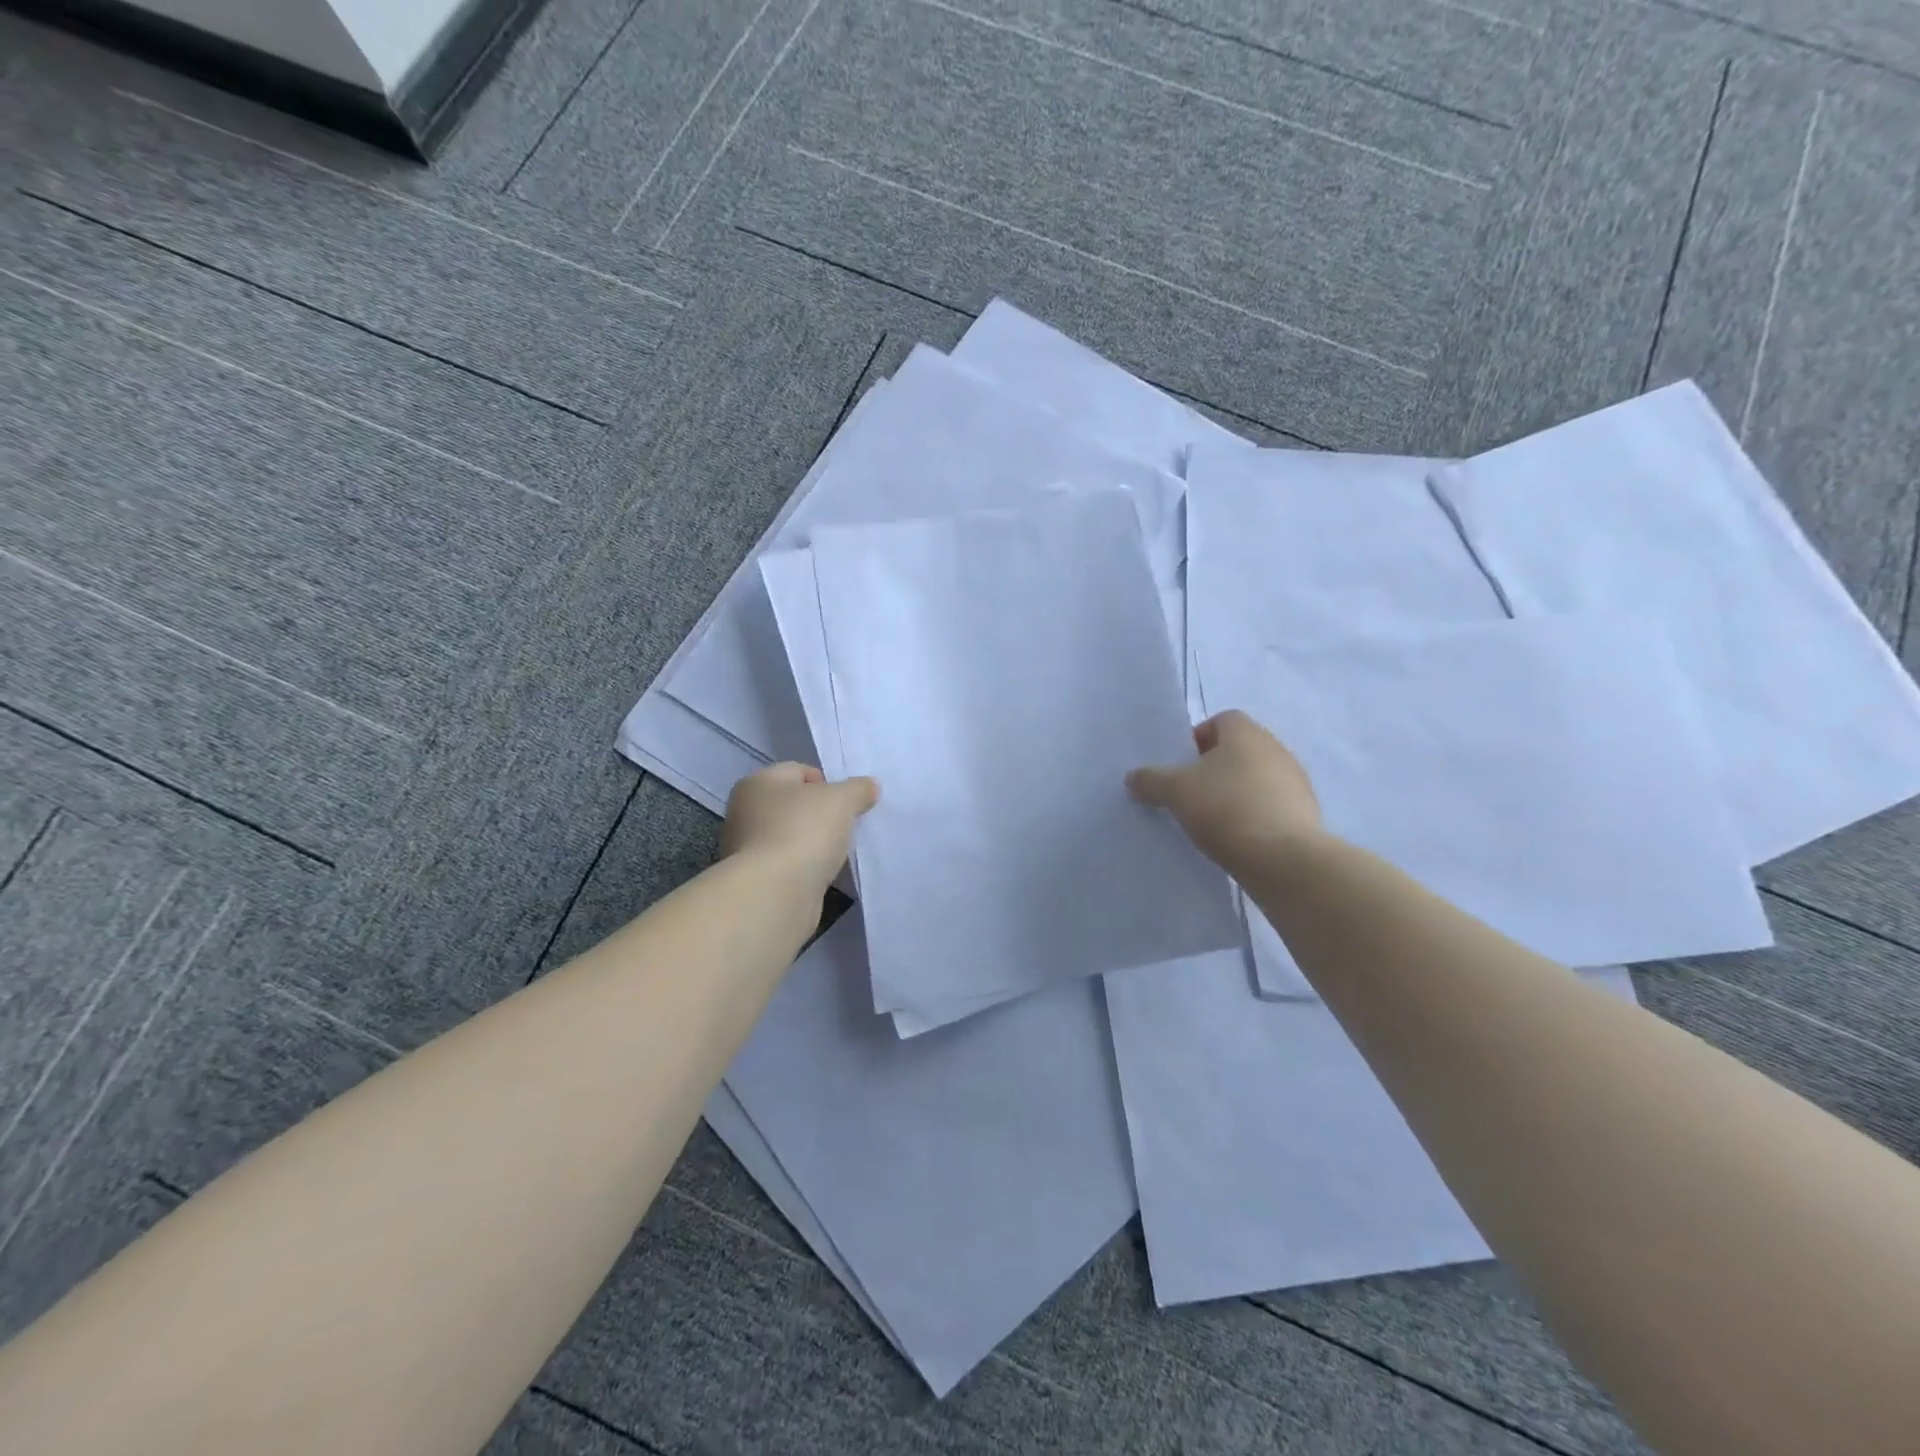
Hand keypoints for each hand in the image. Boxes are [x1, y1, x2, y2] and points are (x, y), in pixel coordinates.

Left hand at [723, 763, 878, 891]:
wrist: (775, 893)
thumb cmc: (804, 832)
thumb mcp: (842, 800)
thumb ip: (858, 789)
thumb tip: (868, 786)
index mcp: (757, 783)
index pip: (798, 771)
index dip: (827, 783)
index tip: (847, 804)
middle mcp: (745, 811)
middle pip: (794, 804)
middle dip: (821, 814)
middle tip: (845, 827)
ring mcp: (747, 848)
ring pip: (791, 835)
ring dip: (813, 843)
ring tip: (836, 853)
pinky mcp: (756, 879)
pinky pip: (789, 864)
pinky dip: (805, 867)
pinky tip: (821, 874)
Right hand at [1127, 710, 1322, 871]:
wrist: (1284, 859)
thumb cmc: (1226, 809)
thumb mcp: (1175, 792)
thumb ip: (1151, 780)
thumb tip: (1134, 777)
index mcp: (1246, 733)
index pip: (1220, 720)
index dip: (1196, 739)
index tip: (1180, 766)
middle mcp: (1276, 749)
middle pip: (1238, 751)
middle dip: (1212, 769)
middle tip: (1189, 794)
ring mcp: (1295, 782)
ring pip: (1255, 779)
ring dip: (1233, 793)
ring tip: (1210, 821)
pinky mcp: (1305, 815)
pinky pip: (1270, 807)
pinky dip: (1252, 816)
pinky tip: (1235, 839)